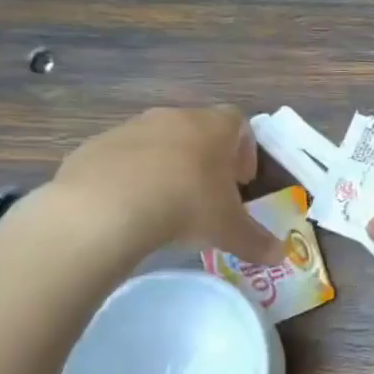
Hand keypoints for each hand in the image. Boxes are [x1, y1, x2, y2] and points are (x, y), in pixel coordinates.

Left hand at [48, 107, 283, 262]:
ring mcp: (130, 129)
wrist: (104, 209)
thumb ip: (257, 241)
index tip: (242, 181)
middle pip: (198, 129)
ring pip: (157, 141)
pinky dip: (129, 176)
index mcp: (213, 127)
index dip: (244, 150)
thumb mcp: (229, 230)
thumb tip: (280, 256)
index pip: (239, 123)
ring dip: (166, 165)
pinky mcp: (94, 146)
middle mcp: (173, 118)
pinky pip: (121, 158)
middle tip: (208, 193)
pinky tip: (128, 207)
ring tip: (166, 202)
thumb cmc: (186, 206)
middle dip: (206, 158)